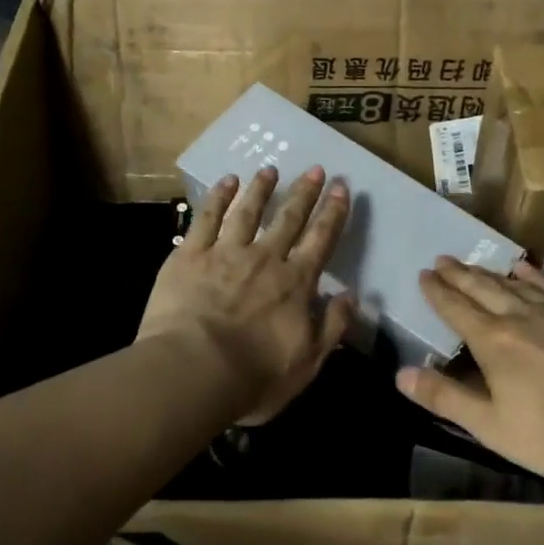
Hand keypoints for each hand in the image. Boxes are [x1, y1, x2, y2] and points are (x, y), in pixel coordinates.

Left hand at [139, 164, 357, 424]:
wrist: (193, 371)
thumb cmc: (254, 376)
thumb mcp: (308, 362)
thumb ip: (332, 327)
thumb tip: (353, 298)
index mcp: (295, 284)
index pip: (320, 241)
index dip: (333, 213)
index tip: (341, 188)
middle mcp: (265, 259)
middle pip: (288, 219)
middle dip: (304, 193)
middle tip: (315, 169)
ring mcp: (225, 253)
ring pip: (248, 211)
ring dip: (261, 189)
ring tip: (270, 169)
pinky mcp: (190, 255)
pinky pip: (207, 219)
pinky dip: (218, 198)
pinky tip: (226, 182)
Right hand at [397, 257, 543, 482]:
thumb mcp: (494, 427)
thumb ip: (446, 399)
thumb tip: (400, 375)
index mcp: (493, 342)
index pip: (456, 309)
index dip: (437, 292)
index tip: (423, 274)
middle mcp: (520, 316)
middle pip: (482, 288)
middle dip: (458, 274)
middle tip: (441, 259)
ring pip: (514, 283)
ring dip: (489, 272)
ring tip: (473, 263)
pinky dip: (534, 273)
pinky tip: (526, 267)